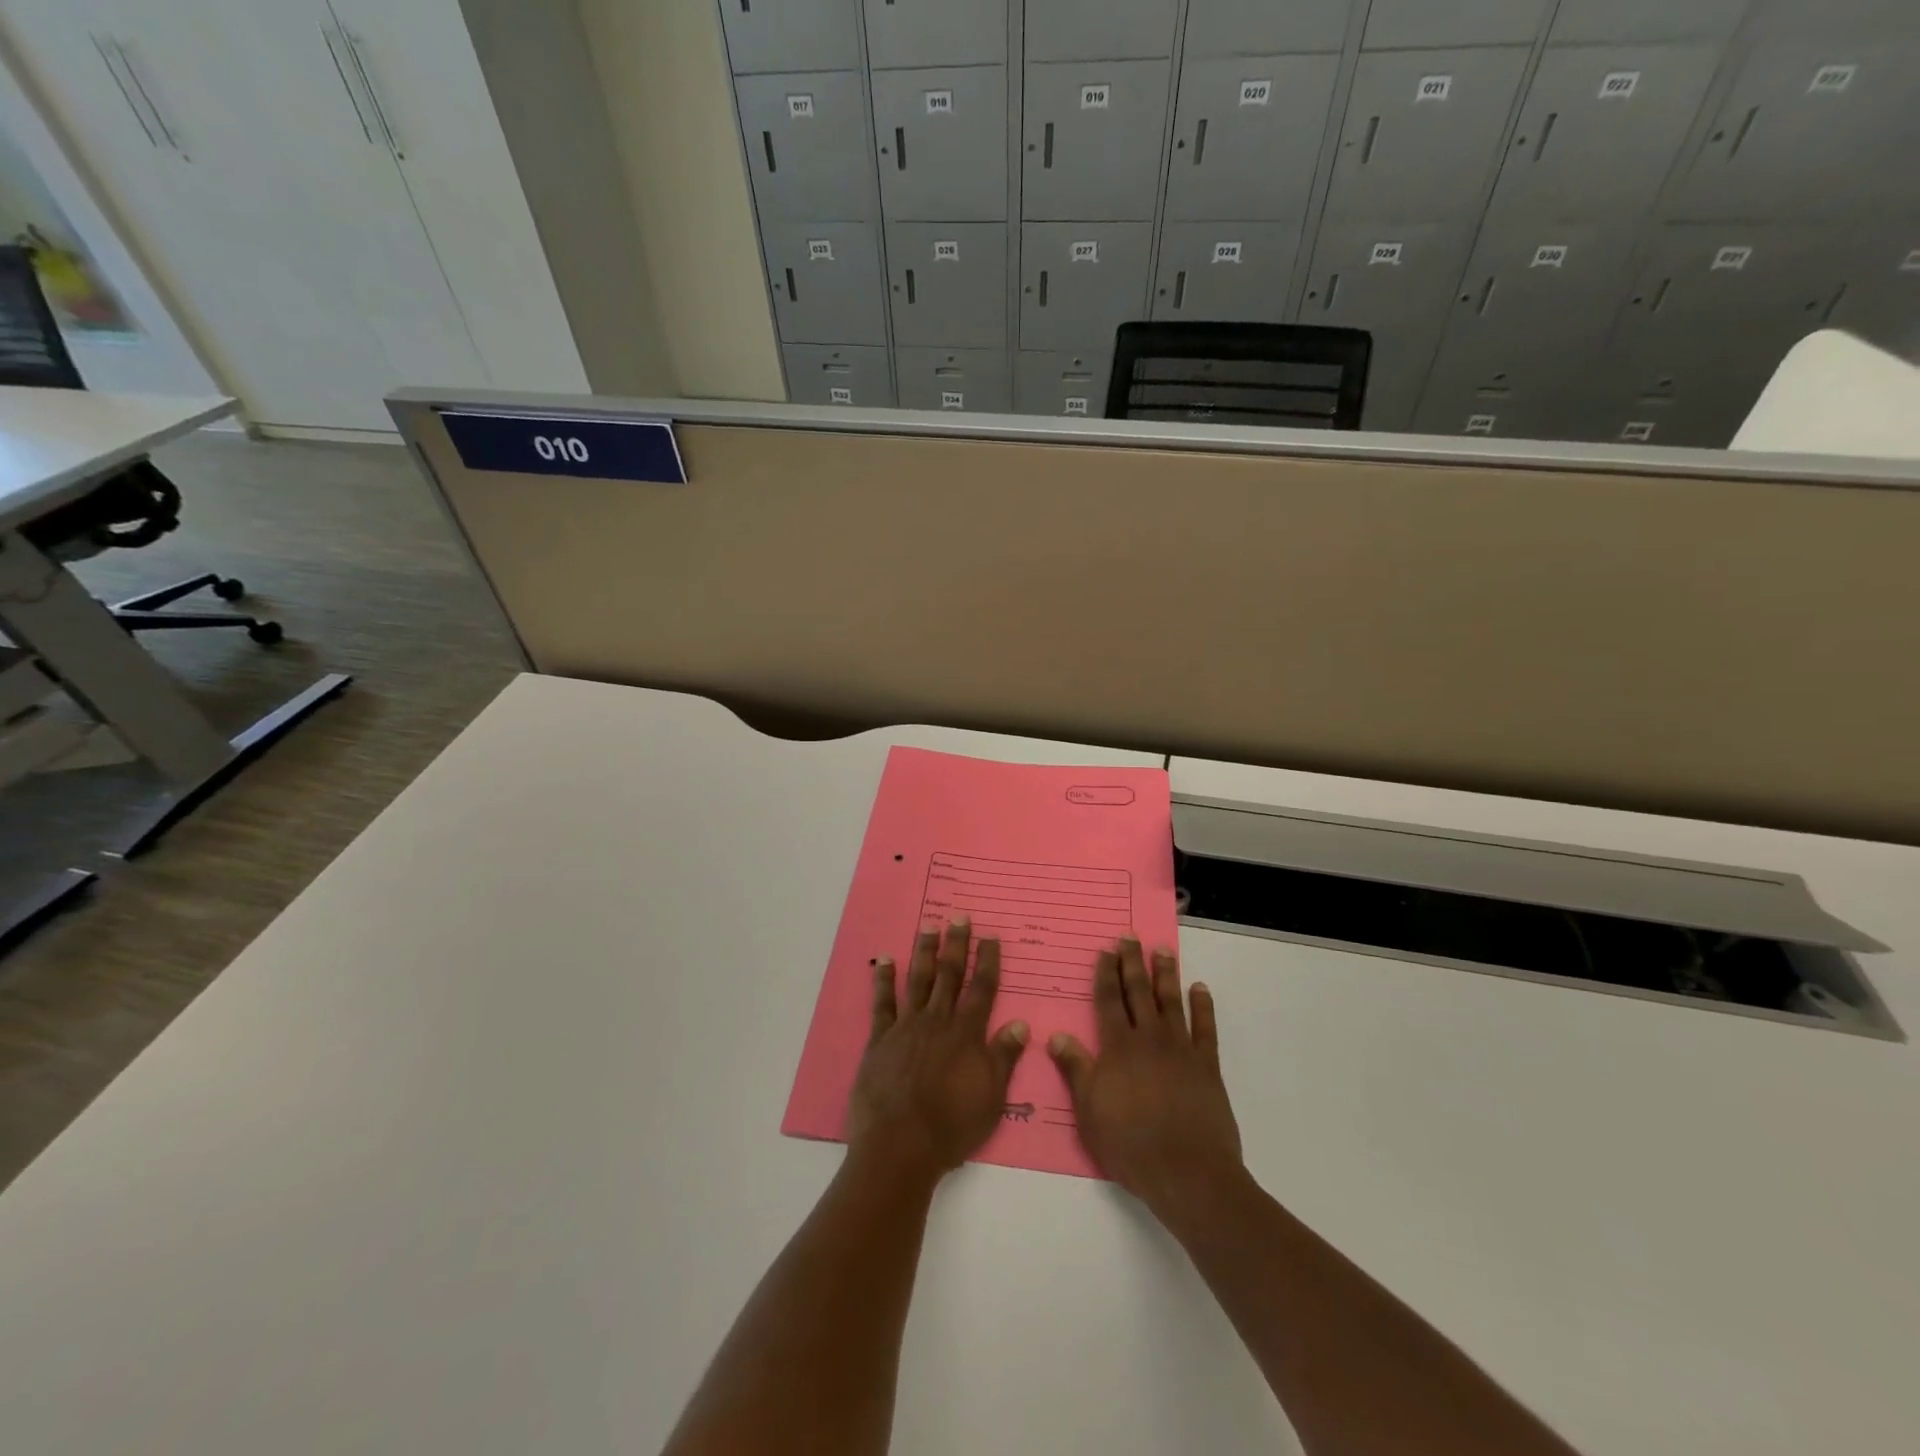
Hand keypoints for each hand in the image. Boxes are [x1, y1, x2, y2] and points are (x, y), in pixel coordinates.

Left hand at [847, 920, 1028, 1182]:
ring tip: (928, 926)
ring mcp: (906, 1027)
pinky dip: (883, 980)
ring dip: (924, 952)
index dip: (987, 961)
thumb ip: (1004, 1057)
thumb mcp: (991, 1097)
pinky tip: (884, 960)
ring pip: (918, 980)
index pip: (982, 989)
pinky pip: (882, 1003)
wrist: (900, 1145)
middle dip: (956, 944)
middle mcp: (937, 1021)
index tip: (990, 936)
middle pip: (949, 975)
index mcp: (966, 1034)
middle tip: (959, 916)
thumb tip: (1021, 1024)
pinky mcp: (880, 1039)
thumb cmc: (952, 1126)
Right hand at [1049, 940, 1242, 1214]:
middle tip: (1130, 937)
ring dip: (1166, 975)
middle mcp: (1149, 1039)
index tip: (1106, 951)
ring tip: (1163, 951)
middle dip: (1132, 963)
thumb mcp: (1089, 1110)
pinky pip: (1206, 1029)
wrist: (1187, 1173)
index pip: (1109, 1001)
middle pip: (1138, 992)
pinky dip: (1203, 1007)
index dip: (1106, 974)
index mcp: (1118, 1047)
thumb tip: (1056, 1035)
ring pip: (1171, 1002)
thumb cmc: (1130, 1144)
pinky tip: (1200, 989)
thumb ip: (1075, 1069)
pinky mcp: (1207, 1066)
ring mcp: (1181, 1050)